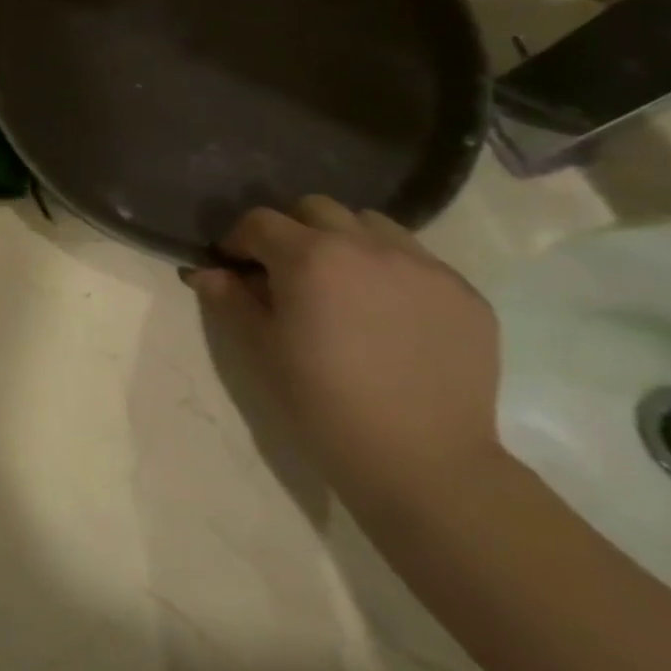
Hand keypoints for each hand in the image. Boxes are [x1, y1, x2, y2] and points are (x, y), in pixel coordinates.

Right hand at [185, 196, 505, 520]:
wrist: (422, 461)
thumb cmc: (322, 403)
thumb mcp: (259, 349)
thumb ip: (229, 299)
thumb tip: (206, 272)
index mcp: (310, 257)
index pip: (260, 222)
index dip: (239, 241)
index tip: (235, 267)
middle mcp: (367, 246)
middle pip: (317, 209)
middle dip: (293, 231)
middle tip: (287, 273)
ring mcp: (423, 266)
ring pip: (372, 225)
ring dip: (345, 241)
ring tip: (343, 286)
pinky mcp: (464, 294)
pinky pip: (418, 260)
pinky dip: (392, 271)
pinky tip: (388, 315)